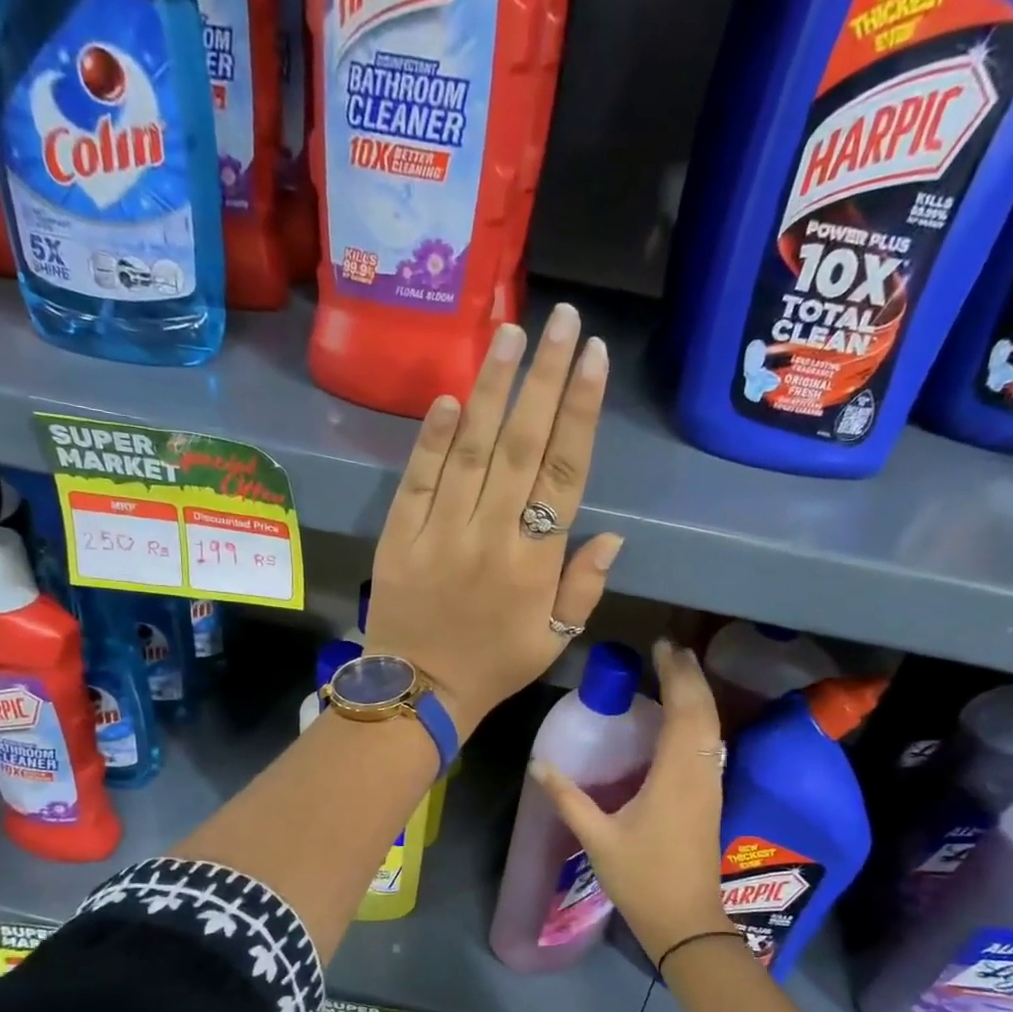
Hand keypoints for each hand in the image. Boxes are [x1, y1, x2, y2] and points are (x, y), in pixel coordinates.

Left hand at [364, 304, 623, 738]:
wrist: (417, 693)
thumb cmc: (494, 666)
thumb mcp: (555, 640)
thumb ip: (584, 586)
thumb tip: (613, 533)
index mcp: (535, 564)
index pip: (564, 473)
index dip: (579, 411)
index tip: (592, 357)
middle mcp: (490, 537)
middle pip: (522, 446)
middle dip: (543, 377)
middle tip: (559, 318)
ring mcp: (440, 533)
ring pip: (472, 450)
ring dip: (492, 389)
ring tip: (509, 333)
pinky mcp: (400, 535)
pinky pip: (418, 479)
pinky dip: (433, 438)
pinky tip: (451, 396)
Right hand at [530, 640, 733, 963]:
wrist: (687, 922)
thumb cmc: (642, 879)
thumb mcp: (598, 838)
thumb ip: (568, 798)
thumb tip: (538, 764)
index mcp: (676, 776)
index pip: (684, 711)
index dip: (676, 675)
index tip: (662, 646)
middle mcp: (700, 772)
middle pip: (703, 712)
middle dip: (690, 676)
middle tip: (670, 649)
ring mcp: (710, 785)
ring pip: (711, 727)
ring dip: (698, 694)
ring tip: (678, 670)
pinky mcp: (711, 797)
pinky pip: (709, 743)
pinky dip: (698, 718)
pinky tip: (682, 717)